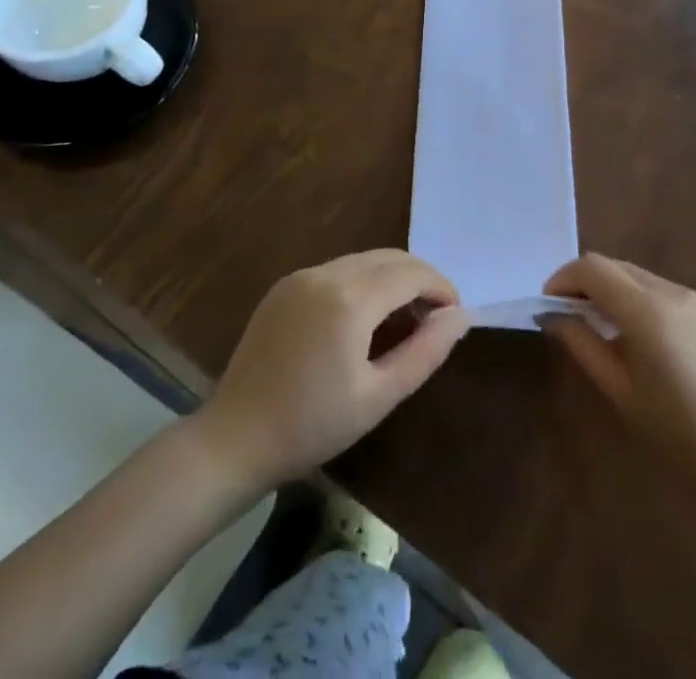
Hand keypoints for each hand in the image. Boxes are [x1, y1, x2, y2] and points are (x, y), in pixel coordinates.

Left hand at [192, 250, 468, 489]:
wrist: (236, 438)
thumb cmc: (313, 425)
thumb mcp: (379, 396)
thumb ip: (425, 351)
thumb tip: (460, 316)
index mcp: (350, 299)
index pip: (411, 273)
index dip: (440, 287)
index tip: (455, 314)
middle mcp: (326, 273)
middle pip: (388, 257)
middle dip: (420, 277)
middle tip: (437, 314)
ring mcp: (301, 276)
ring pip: (363, 260)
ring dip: (392, 277)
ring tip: (406, 316)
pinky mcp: (285, 286)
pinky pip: (337, 270)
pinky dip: (363, 281)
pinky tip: (366, 316)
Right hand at [543, 253, 695, 497]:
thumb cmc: (677, 434)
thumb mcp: (619, 391)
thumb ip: (582, 344)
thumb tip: (553, 315)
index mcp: (647, 310)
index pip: (592, 268)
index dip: (564, 278)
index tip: (549, 305)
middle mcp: (672, 291)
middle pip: (615, 266)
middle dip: (585, 283)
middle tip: (568, 316)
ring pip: (638, 276)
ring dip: (612, 290)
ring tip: (601, 328)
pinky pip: (663, 292)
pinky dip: (639, 300)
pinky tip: (640, 339)